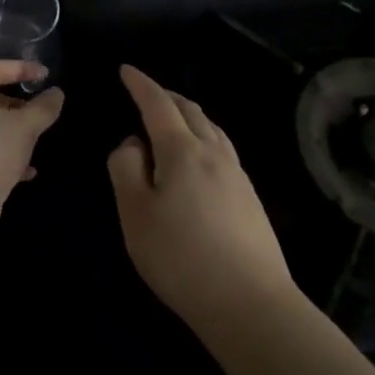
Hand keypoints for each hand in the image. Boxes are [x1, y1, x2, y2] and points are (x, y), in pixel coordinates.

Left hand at [0, 61, 65, 231]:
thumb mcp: (25, 127)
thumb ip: (43, 108)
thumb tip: (56, 93)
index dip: (21, 68)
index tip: (45, 75)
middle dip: (16, 105)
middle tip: (39, 111)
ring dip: (11, 133)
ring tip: (35, 140)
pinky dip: (3, 156)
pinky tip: (26, 172)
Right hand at [107, 65, 295, 332]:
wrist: (250, 303)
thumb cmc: (181, 257)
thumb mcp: (135, 213)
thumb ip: (125, 169)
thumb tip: (132, 144)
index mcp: (183, 151)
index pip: (158, 105)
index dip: (141, 85)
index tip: (126, 70)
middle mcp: (214, 153)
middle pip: (190, 111)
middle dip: (165, 96)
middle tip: (145, 93)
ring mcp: (237, 175)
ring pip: (211, 128)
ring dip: (188, 115)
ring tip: (171, 120)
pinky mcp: (249, 198)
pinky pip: (222, 149)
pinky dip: (203, 136)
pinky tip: (198, 157)